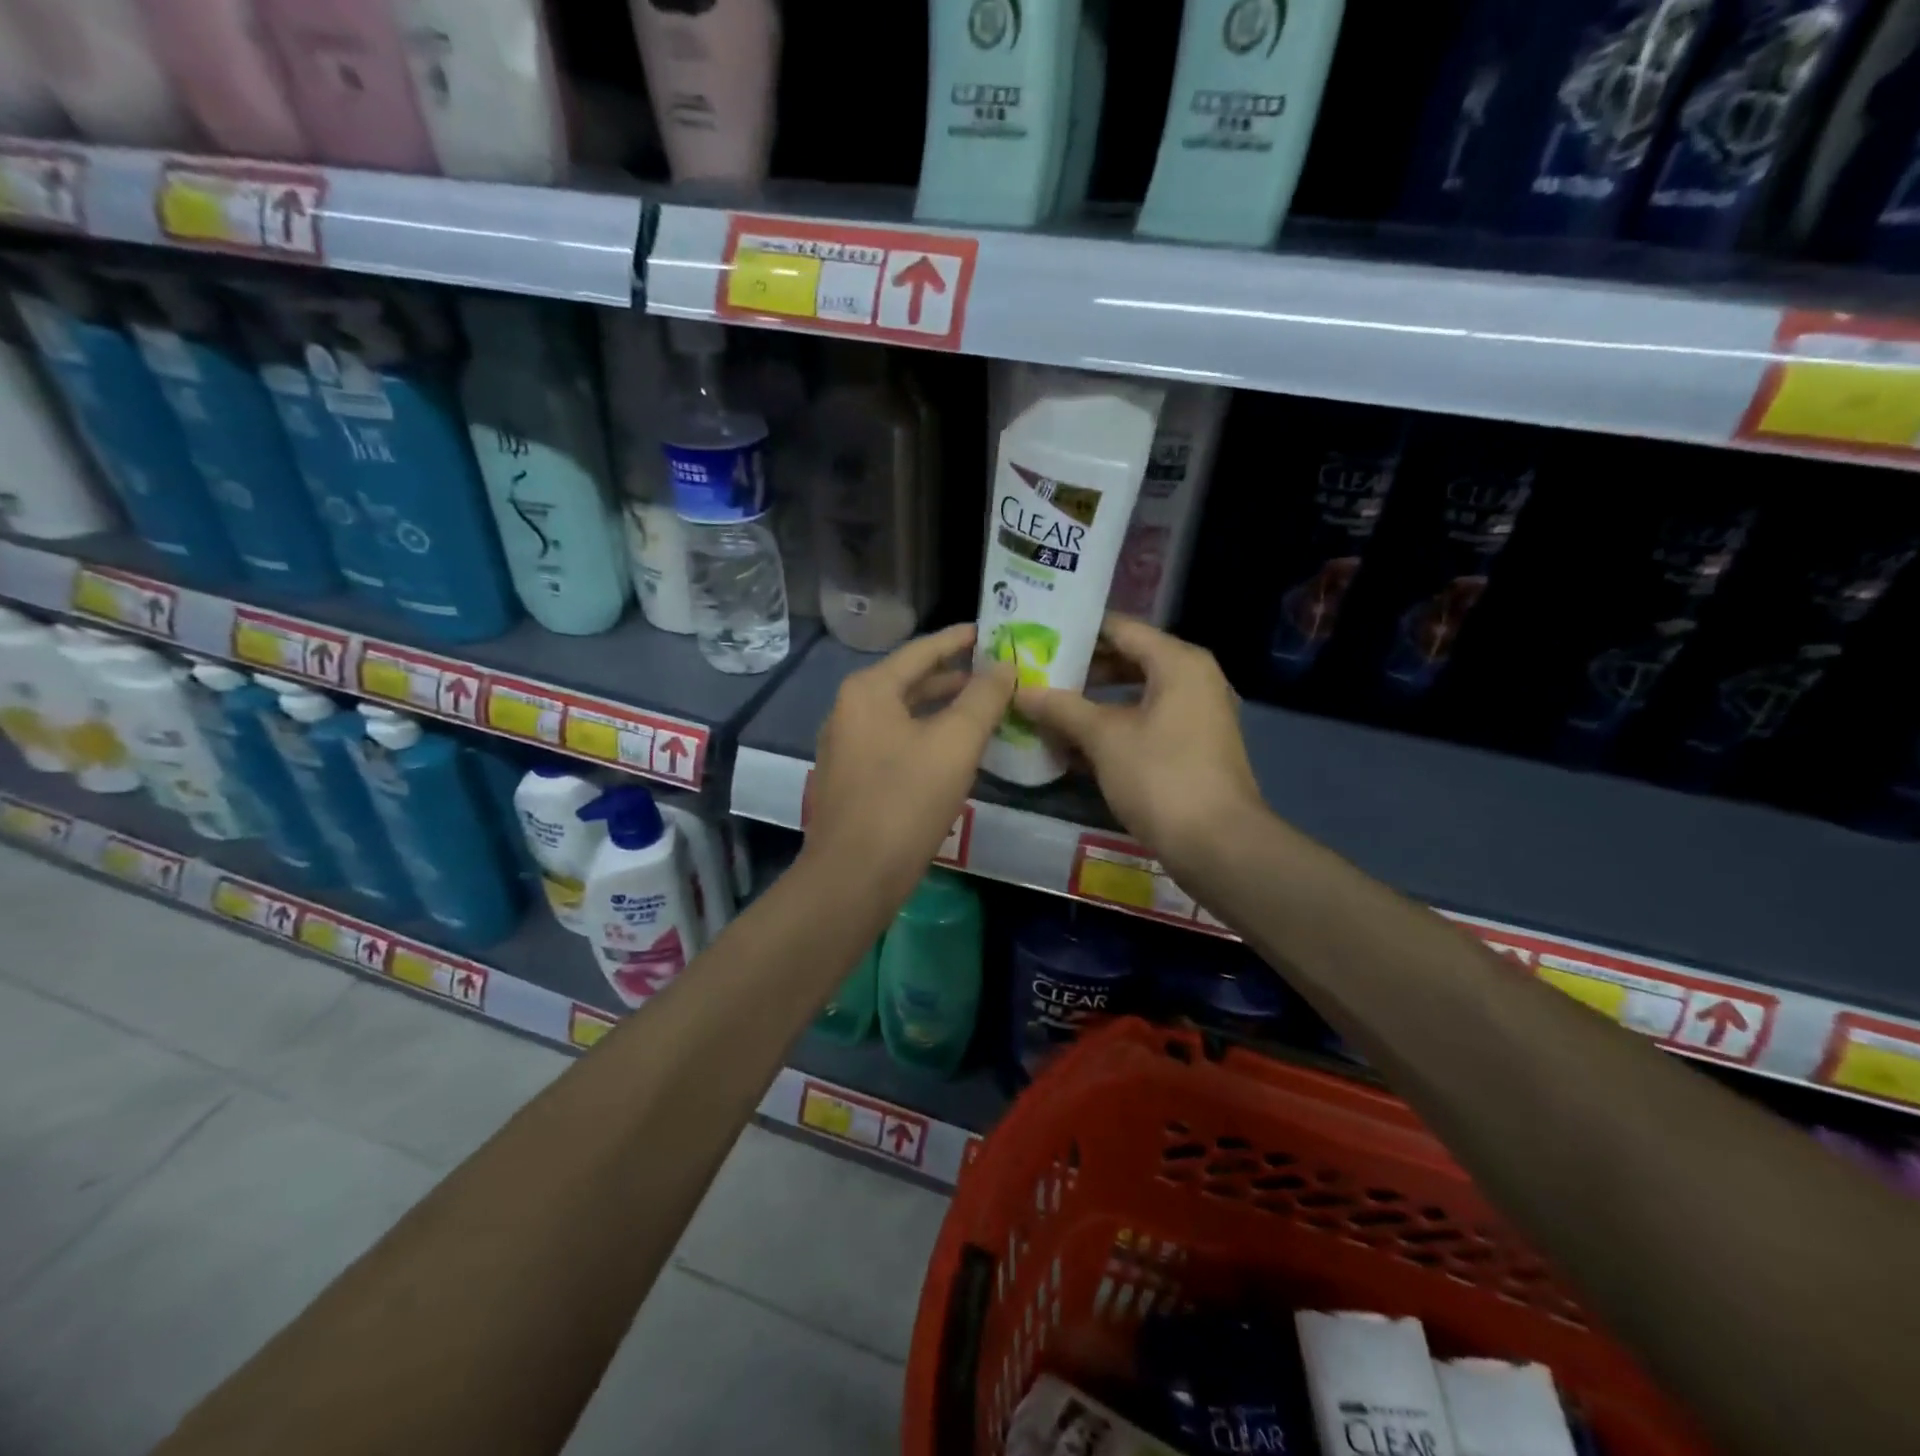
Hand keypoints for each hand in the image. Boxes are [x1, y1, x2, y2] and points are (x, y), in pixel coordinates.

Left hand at [805, 623, 1015, 894]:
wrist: (854, 876)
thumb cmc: (906, 801)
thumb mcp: (955, 744)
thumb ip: (983, 699)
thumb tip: (1004, 666)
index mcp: (868, 690)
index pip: (921, 651)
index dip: (959, 640)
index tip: (990, 632)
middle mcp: (849, 709)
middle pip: (909, 681)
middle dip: (953, 677)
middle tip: (995, 673)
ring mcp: (845, 746)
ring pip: (902, 715)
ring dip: (941, 710)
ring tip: (982, 709)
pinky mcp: (850, 778)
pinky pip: (894, 742)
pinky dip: (924, 736)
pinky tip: (952, 751)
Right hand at [1014, 614, 1262, 869]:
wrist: (1218, 845)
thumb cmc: (1161, 777)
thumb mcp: (1104, 738)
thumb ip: (1062, 708)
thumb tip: (1022, 691)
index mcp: (1178, 662)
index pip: (1121, 628)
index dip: (1077, 630)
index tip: (1037, 634)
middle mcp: (1192, 679)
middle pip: (1128, 660)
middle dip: (1081, 670)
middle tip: (1035, 672)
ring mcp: (1195, 715)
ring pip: (1134, 696)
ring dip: (1092, 704)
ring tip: (1047, 709)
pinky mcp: (1191, 748)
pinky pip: (1144, 724)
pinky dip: (1112, 729)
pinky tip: (1073, 746)